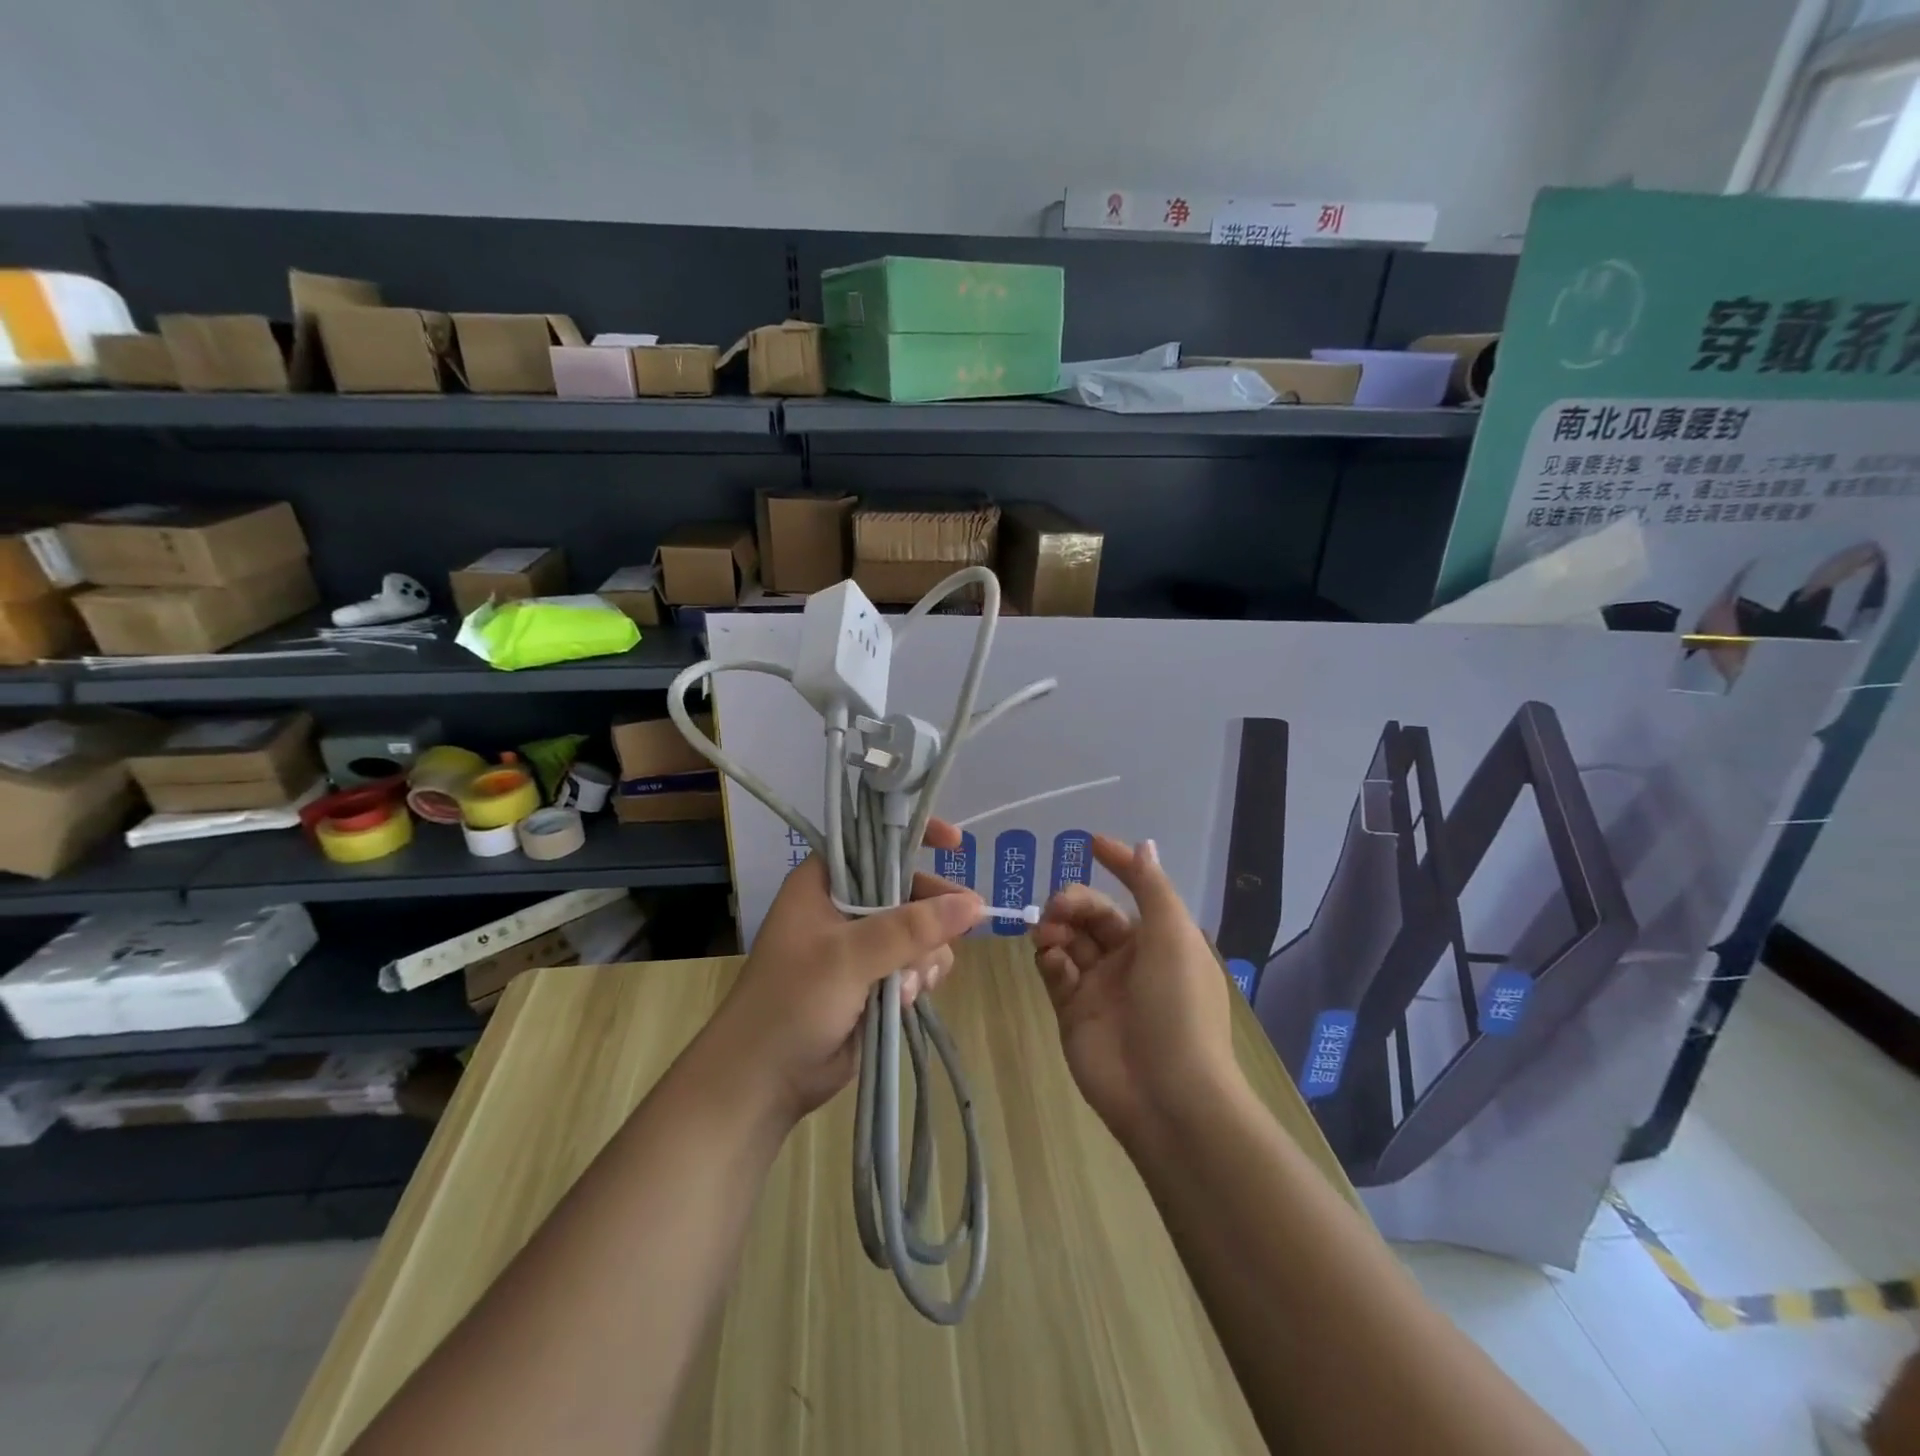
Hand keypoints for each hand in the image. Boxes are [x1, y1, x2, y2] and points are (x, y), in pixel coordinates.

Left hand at [710, 822, 983, 1124]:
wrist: (764, 1080)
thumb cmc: (792, 1002)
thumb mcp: (848, 957)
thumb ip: (910, 928)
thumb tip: (974, 904)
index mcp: (824, 883)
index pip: (874, 843)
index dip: (914, 837)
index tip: (955, 842)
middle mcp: (844, 907)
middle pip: (907, 889)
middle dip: (932, 912)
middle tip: (967, 921)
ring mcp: (861, 947)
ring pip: (919, 931)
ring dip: (924, 955)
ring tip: (909, 984)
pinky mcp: (875, 981)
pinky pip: (916, 965)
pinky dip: (919, 978)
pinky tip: (908, 998)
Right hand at [1030, 835, 1239, 1146]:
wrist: (1166, 1094)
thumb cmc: (1177, 1005)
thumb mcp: (1174, 936)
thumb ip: (1151, 887)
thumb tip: (1143, 844)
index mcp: (1161, 940)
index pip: (1135, 891)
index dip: (1117, 865)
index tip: (1090, 843)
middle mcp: (1130, 959)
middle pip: (1092, 915)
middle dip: (1073, 902)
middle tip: (1058, 908)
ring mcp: (1100, 987)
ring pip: (1068, 940)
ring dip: (1057, 928)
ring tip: (1049, 935)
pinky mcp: (1073, 1011)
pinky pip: (1056, 972)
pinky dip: (1051, 960)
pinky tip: (1053, 963)